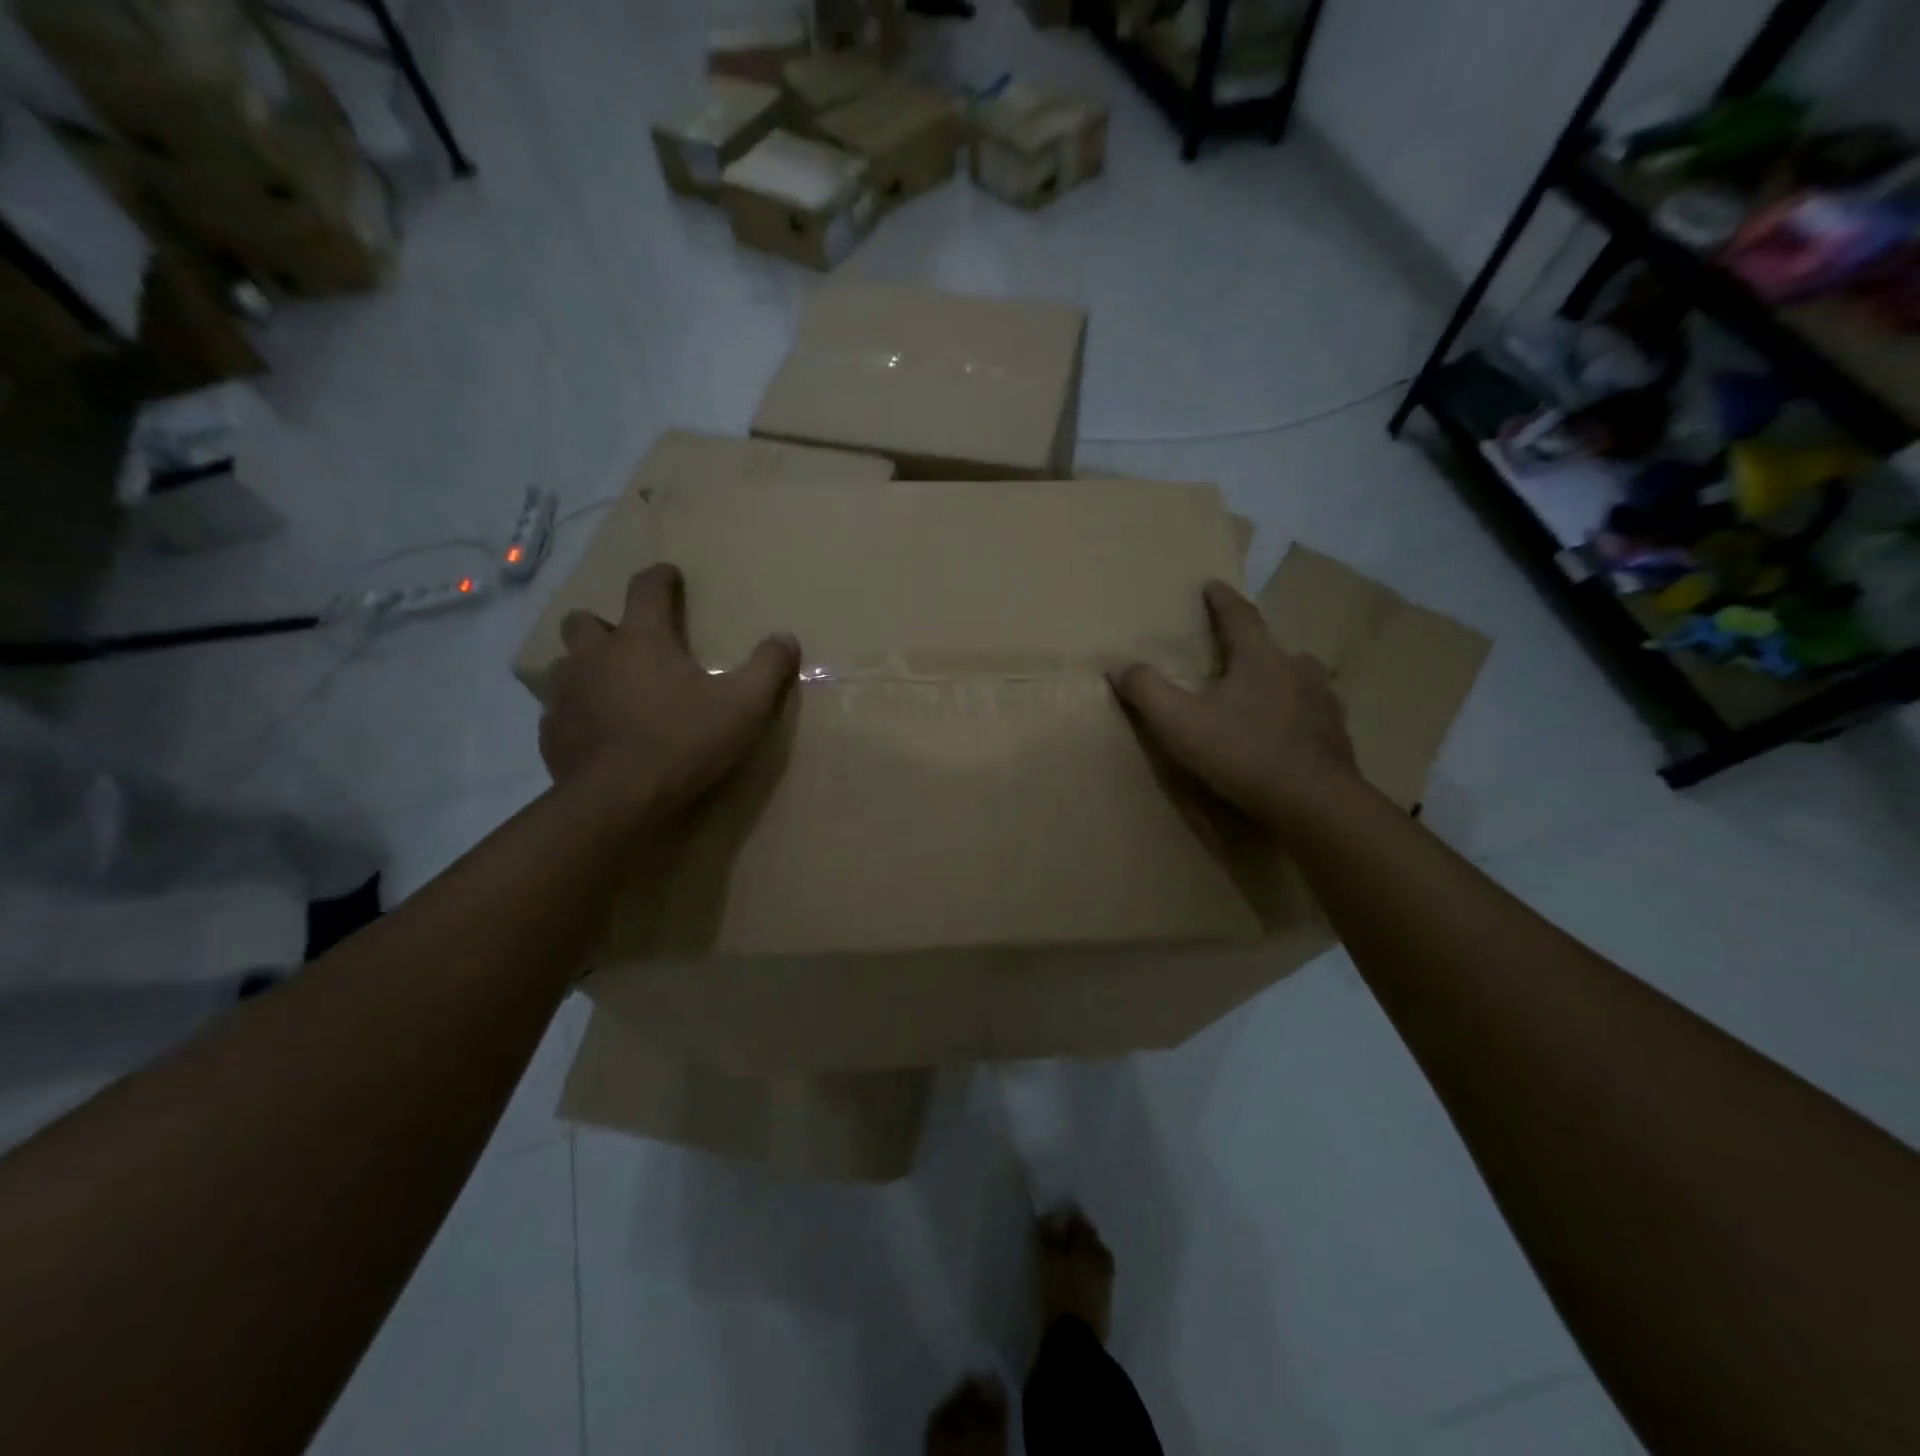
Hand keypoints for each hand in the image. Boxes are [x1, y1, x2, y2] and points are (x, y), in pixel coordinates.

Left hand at [538, 563, 799, 816]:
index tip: (669, 574)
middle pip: (584, 621)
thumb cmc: (684, 742)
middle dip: (603, 624)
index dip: (659, 578)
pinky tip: (597, 733)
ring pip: (564, 664)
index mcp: (642, 640)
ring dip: (585, 668)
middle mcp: (596, 657)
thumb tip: (786, 638)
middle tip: (628, 643)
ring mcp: (567, 695)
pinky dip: (577, 713)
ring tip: (609, 688)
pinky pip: (559, 711)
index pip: (646, 590)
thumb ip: (767, 668)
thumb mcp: (744, 706)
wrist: (620, 801)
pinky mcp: (553, 733)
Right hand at [1108, 579, 1357, 831]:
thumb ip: (1147, 691)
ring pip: (1297, 678)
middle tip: (1232, 654)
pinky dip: (1295, 715)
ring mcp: (1324, 701)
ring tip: (1260, 694)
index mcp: (1260, 657)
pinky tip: (1286, 733)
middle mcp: (1297, 668)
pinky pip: (1311, 713)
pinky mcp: (1337, 734)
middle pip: (1271, 647)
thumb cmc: (1243, 753)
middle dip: (1251, 646)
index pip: (1239, 615)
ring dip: (1277, 679)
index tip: (1211, 585)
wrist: (1315, 803)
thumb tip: (1119, 667)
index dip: (1221, 600)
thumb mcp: (1180, 724)